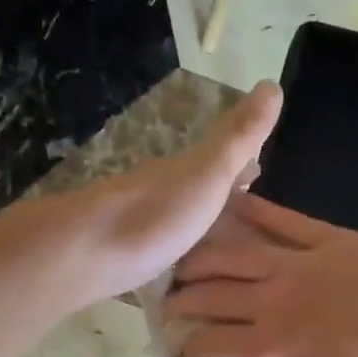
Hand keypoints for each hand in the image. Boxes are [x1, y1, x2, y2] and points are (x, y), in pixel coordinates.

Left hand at [36, 83, 282, 305]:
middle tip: (247, 220)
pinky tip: (178, 273)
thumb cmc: (155, 215)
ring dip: (196, 229)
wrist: (85, 253)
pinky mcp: (121, 259)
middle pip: (196, 192)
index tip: (261, 172)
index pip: (220, 161)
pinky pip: (157, 253)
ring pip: (176, 222)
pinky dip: (173, 256)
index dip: (242, 164)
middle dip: (220, 200)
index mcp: (184, 173)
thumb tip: (272, 83)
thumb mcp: (208, 172)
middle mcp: (160, 193)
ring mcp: (137, 226)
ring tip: (220, 251)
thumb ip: (238, 137)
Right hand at [165, 195, 357, 356]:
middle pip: (211, 295)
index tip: (180, 347)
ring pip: (235, 254)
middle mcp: (273, 305)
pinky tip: (229, 203)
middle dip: (183, 300)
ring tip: (184, 259)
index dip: (187, 346)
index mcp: (269, 355)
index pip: (209, 344)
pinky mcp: (335, 241)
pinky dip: (253, 211)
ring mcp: (303, 266)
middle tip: (169, 302)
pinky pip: (285, 221)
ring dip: (202, 257)